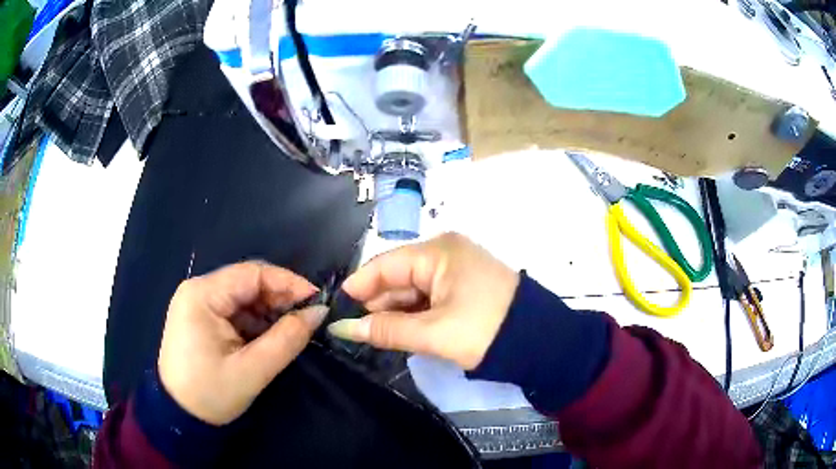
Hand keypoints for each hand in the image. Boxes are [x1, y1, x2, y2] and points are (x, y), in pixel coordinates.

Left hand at [158, 261, 327, 425]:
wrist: (179, 416)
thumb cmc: (211, 394)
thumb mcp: (252, 370)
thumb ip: (287, 339)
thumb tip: (319, 312)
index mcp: (202, 295)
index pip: (252, 274)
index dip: (288, 283)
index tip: (317, 300)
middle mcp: (198, 290)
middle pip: (247, 282)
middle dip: (280, 298)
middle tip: (308, 318)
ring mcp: (198, 303)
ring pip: (243, 296)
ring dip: (269, 311)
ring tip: (292, 330)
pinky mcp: (201, 317)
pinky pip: (235, 310)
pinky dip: (256, 321)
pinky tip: (270, 337)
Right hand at [328, 233, 518, 369]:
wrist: (539, 342)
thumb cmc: (484, 331)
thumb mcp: (432, 333)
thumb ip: (386, 329)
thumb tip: (343, 328)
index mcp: (438, 252)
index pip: (385, 265)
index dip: (359, 287)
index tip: (337, 309)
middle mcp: (446, 252)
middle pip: (398, 276)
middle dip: (379, 303)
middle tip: (358, 331)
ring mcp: (457, 268)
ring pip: (413, 288)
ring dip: (397, 311)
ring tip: (380, 335)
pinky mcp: (465, 285)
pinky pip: (430, 295)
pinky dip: (416, 312)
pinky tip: (405, 330)